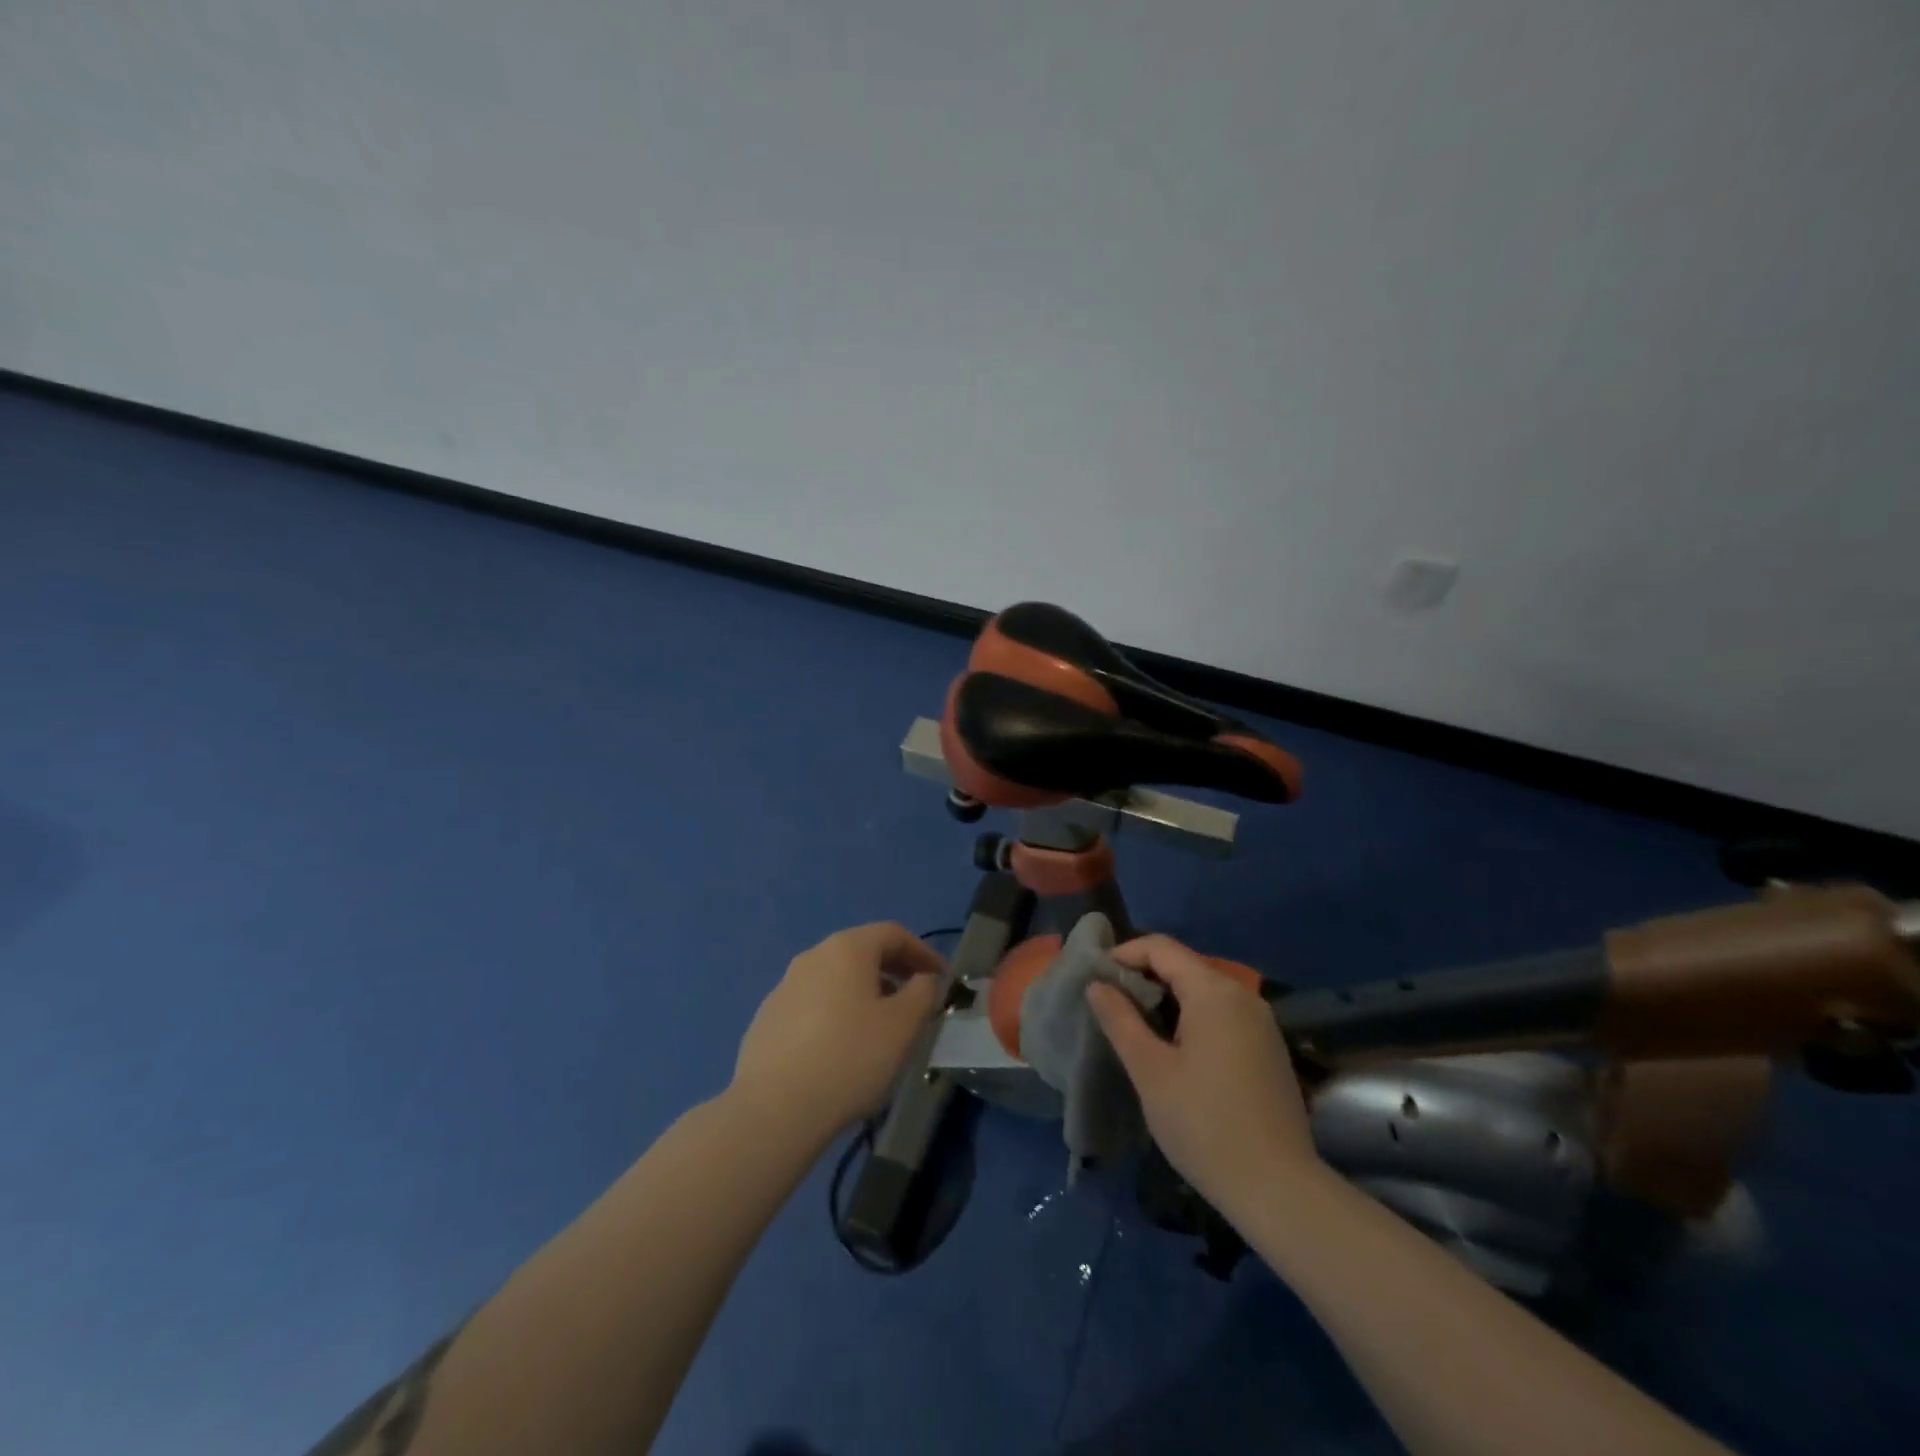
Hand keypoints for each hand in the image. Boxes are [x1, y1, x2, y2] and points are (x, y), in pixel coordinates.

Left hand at [731, 923, 945, 1141]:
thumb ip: (923, 993)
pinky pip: (813, 1004)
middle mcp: (812, 957)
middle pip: (862, 952)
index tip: (941, 979)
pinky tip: (842, 1049)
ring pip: (836, 979)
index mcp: (846, 948)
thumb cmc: (850, 1057)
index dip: (923, 952)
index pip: (893, 934)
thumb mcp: (903, 1025)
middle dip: (893, 972)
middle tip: (915, 1001)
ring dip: (864, 993)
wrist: (774, 1109)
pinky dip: (836, 1013)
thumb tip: (923, 979)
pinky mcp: (767, 1019)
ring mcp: (784, 987)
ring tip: (881, 1028)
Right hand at [1087, 934, 1319, 1214]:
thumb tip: (1097, 985)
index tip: (1096, 978)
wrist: (1279, 1190)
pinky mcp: (1269, 1049)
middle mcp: (1242, 996)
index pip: (1161, 948)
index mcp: (1213, 992)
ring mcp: (1262, 1023)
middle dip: (1144, 977)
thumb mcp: (1150, 1071)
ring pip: (1204, 991)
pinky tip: (1175, 1051)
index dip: (1125, 954)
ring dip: (1167, 999)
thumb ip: (1120, 1020)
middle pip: (1185, 966)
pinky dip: (1192, 1018)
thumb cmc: (1204, 1124)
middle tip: (1110, 1004)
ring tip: (1135, 1027)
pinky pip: (1223, 1015)